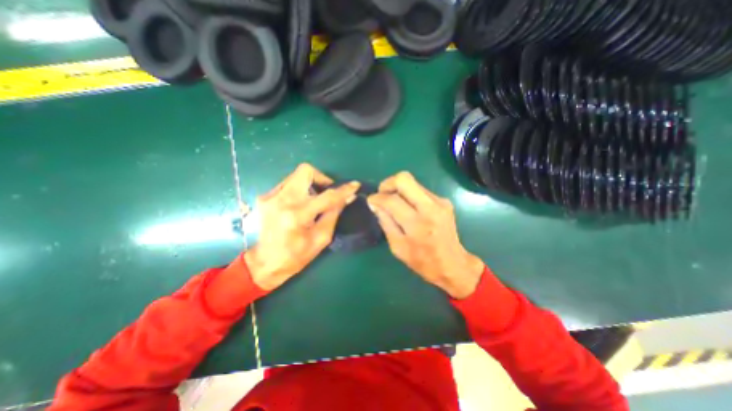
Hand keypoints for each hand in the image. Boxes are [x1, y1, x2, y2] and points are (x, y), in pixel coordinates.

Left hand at [246, 163, 358, 290]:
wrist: (264, 264)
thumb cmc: (296, 256)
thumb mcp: (321, 238)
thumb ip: (334, 214)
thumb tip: (347, 198)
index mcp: (297, 215)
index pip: (327, 196)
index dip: (343, 190)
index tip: (354, 185)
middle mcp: (282, 200)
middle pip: (306, 171)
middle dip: (322, 178)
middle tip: (328, 192)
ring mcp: (270, 196)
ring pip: (296, 175)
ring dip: (311, 184)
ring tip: (314, 200)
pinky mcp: (265, 197)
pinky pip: (288, 184)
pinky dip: (299, 190)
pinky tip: (300, 204)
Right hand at [367, 171, 484, 297]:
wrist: (453, 264)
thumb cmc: (422, 261)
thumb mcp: (397, 247)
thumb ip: (386, 223)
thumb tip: (375, 204)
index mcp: (417, 225)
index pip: (392, 200)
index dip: (378, 198)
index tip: (371, 201)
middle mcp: (430, 208)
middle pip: (405, 179)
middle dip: (388, 183)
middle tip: (382, 194)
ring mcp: (440, 202)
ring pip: (413, 182)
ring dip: (398, 189)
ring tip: (393, 202)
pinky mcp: (444, 201)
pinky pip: (420, 190)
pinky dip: (409, 194)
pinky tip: (408, 207)